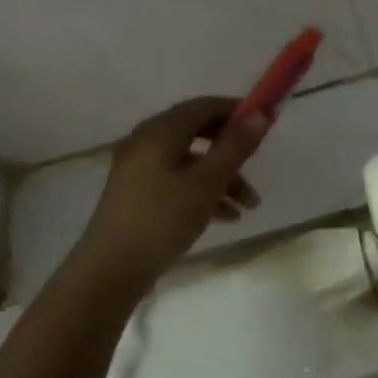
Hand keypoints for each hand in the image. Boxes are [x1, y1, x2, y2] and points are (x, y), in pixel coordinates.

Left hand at [67, 97, 266, 287]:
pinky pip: (178, 180)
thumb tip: (260, 113)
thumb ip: (235, 146)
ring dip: (223, 176)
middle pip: (199, 132)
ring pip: (191, 161)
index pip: (205, 106)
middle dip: (232, 149)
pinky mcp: (138, 194)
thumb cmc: (162, 220)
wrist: (109, 272)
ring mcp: (139, 169)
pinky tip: (226, 217)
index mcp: (160, 131)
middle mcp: (146, 142)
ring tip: (249, 205)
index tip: (267, 124)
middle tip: (257, 162)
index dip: (238, 111)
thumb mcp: (207, 182)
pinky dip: (203, 190)